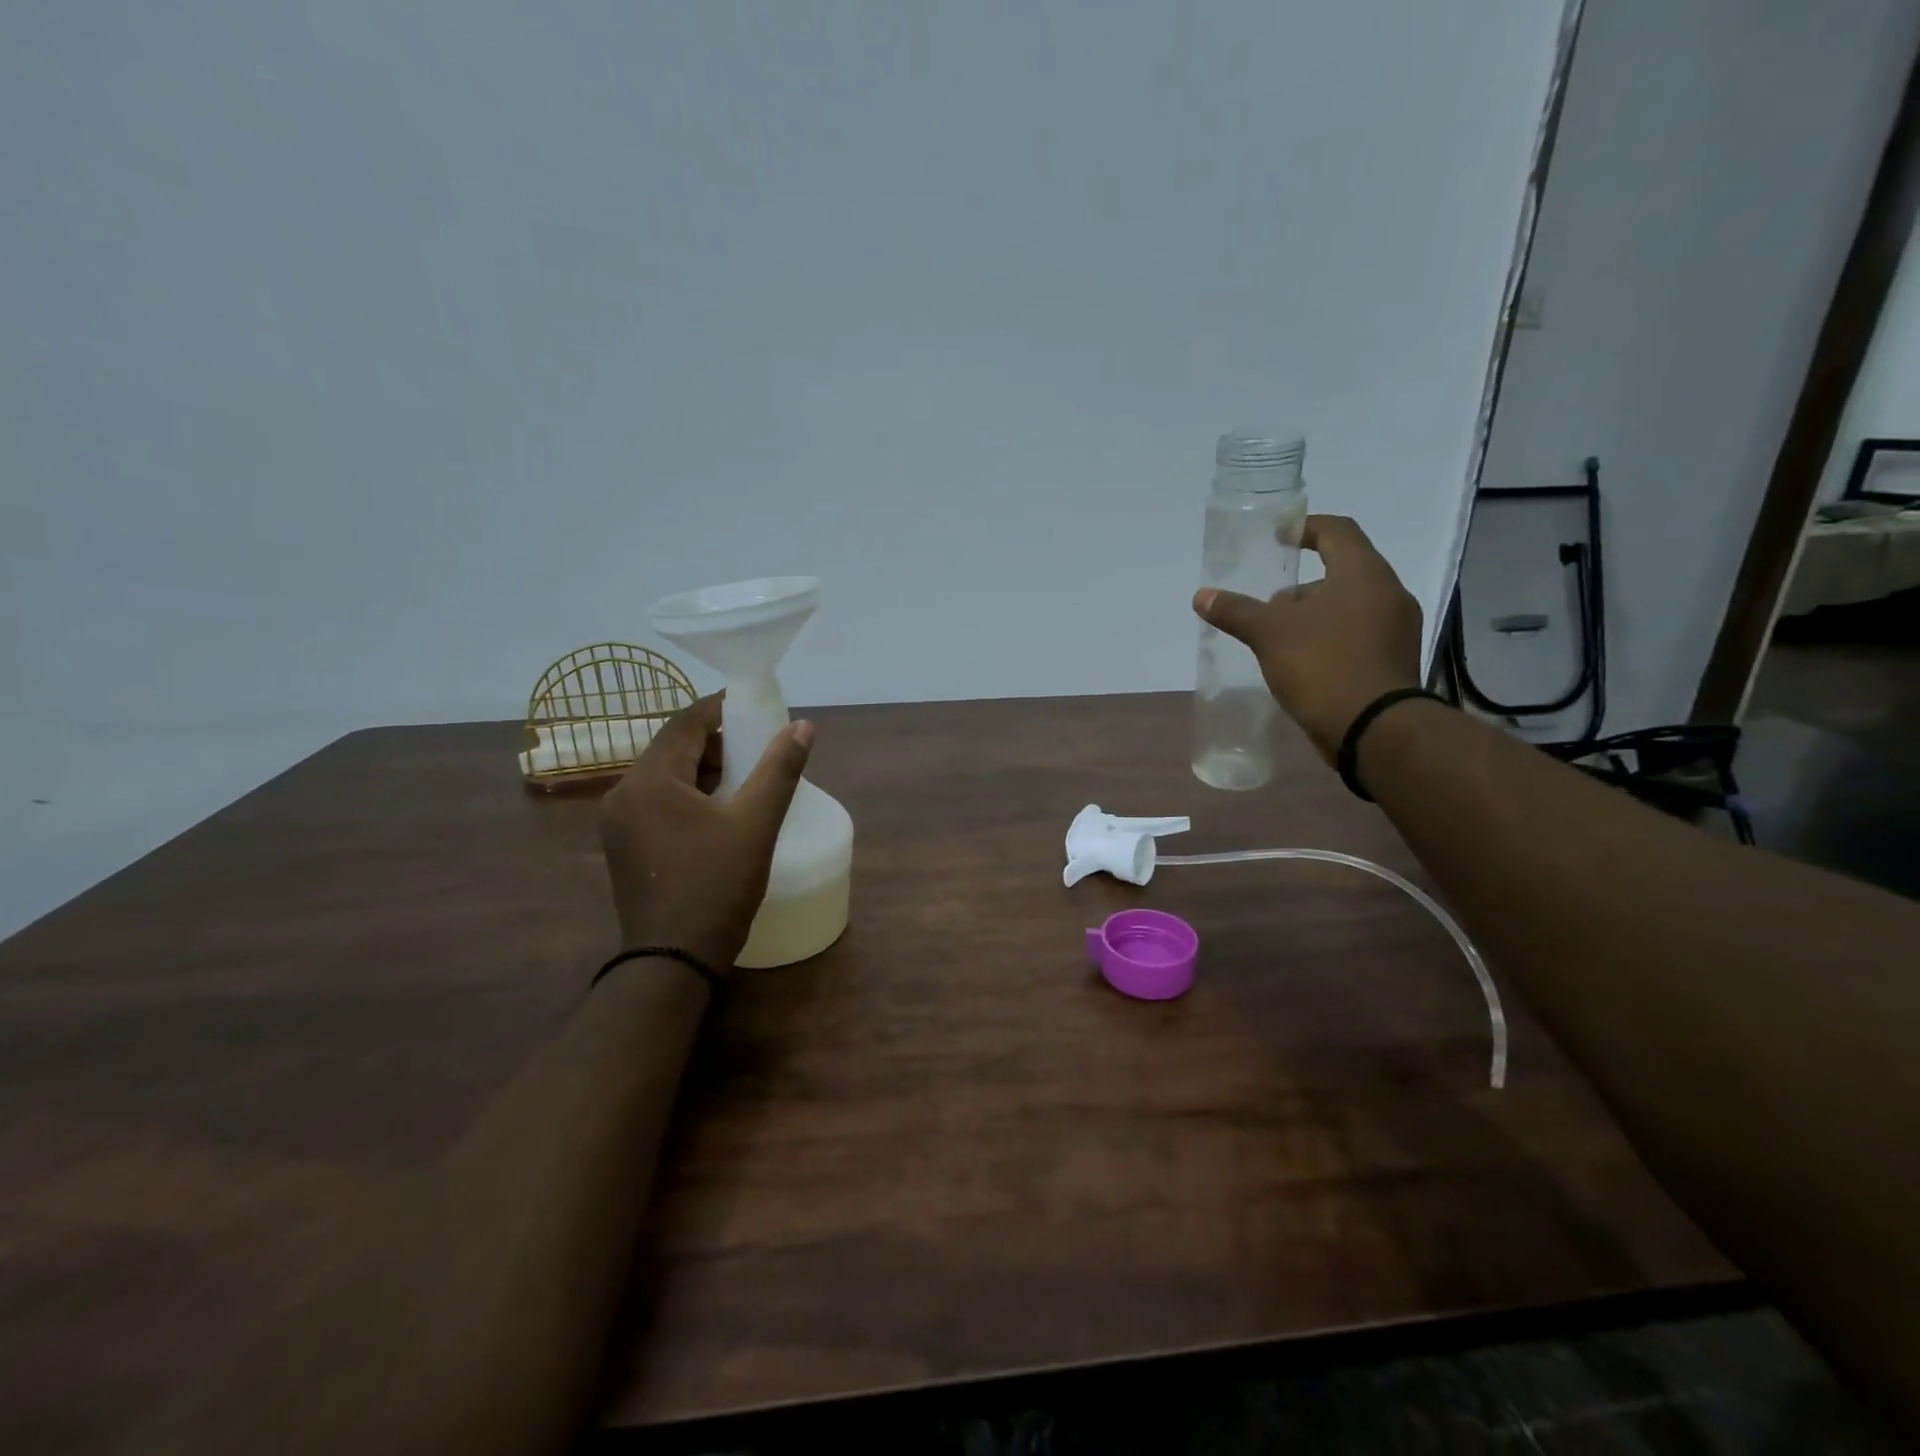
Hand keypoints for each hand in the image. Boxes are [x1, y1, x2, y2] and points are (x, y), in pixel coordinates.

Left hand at [597, 695, 812, 970]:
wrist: (674, 960)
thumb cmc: (716, 885)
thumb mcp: (756, 823)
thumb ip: (779, 769)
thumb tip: (803, 726)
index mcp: (650, 780)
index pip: (685, 722)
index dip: (722, 709)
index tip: (757, 710)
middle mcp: (624, 793)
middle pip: (673, 748)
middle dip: (717, 742)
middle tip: (758, 748)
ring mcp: (619, 822)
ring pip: (666, 777)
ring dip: (704, 770)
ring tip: (747, 779)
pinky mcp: (625, 846)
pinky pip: (658, 802)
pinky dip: (689, 795)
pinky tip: (720, 811)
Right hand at [1193, 514, 1422, 762]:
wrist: (1374, 729)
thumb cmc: (1323, 665)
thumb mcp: (1269, 634)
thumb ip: (1236, 611)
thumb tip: (1201, 596)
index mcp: (1364, 574)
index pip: (1337, 530)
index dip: (1305, 528)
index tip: (1277, 538)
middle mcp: (1388, 593)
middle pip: (1341, 572)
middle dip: (1300, 587)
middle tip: (1268, 607)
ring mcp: (1396, 630)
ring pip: (1348, 607)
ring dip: (1313, 615)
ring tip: (1278, 641)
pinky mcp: (1393, 661)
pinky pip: (1357, 635)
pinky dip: (1329, 638)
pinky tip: (1302, 663)